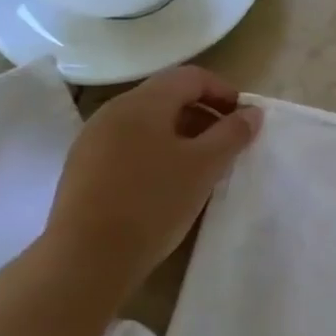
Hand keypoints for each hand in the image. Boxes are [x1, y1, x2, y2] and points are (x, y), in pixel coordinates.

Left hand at [41, 65, 262, 288]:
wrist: (87, 258)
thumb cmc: (154, 202)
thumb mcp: (206, 165)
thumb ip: (233, 133)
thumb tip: (252, 113)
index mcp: (142, 103)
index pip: (191, 77)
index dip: (224, 92)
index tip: (245, 121)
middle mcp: (113, 112)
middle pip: (168, 96)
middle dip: (205, 114)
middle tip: (228, 144)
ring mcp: (93, 140)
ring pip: (148, 123)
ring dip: (182, 134)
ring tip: (202, 166)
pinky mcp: (83, 168)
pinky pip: (129, 145)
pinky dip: (157, 152)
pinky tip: (168, 183)